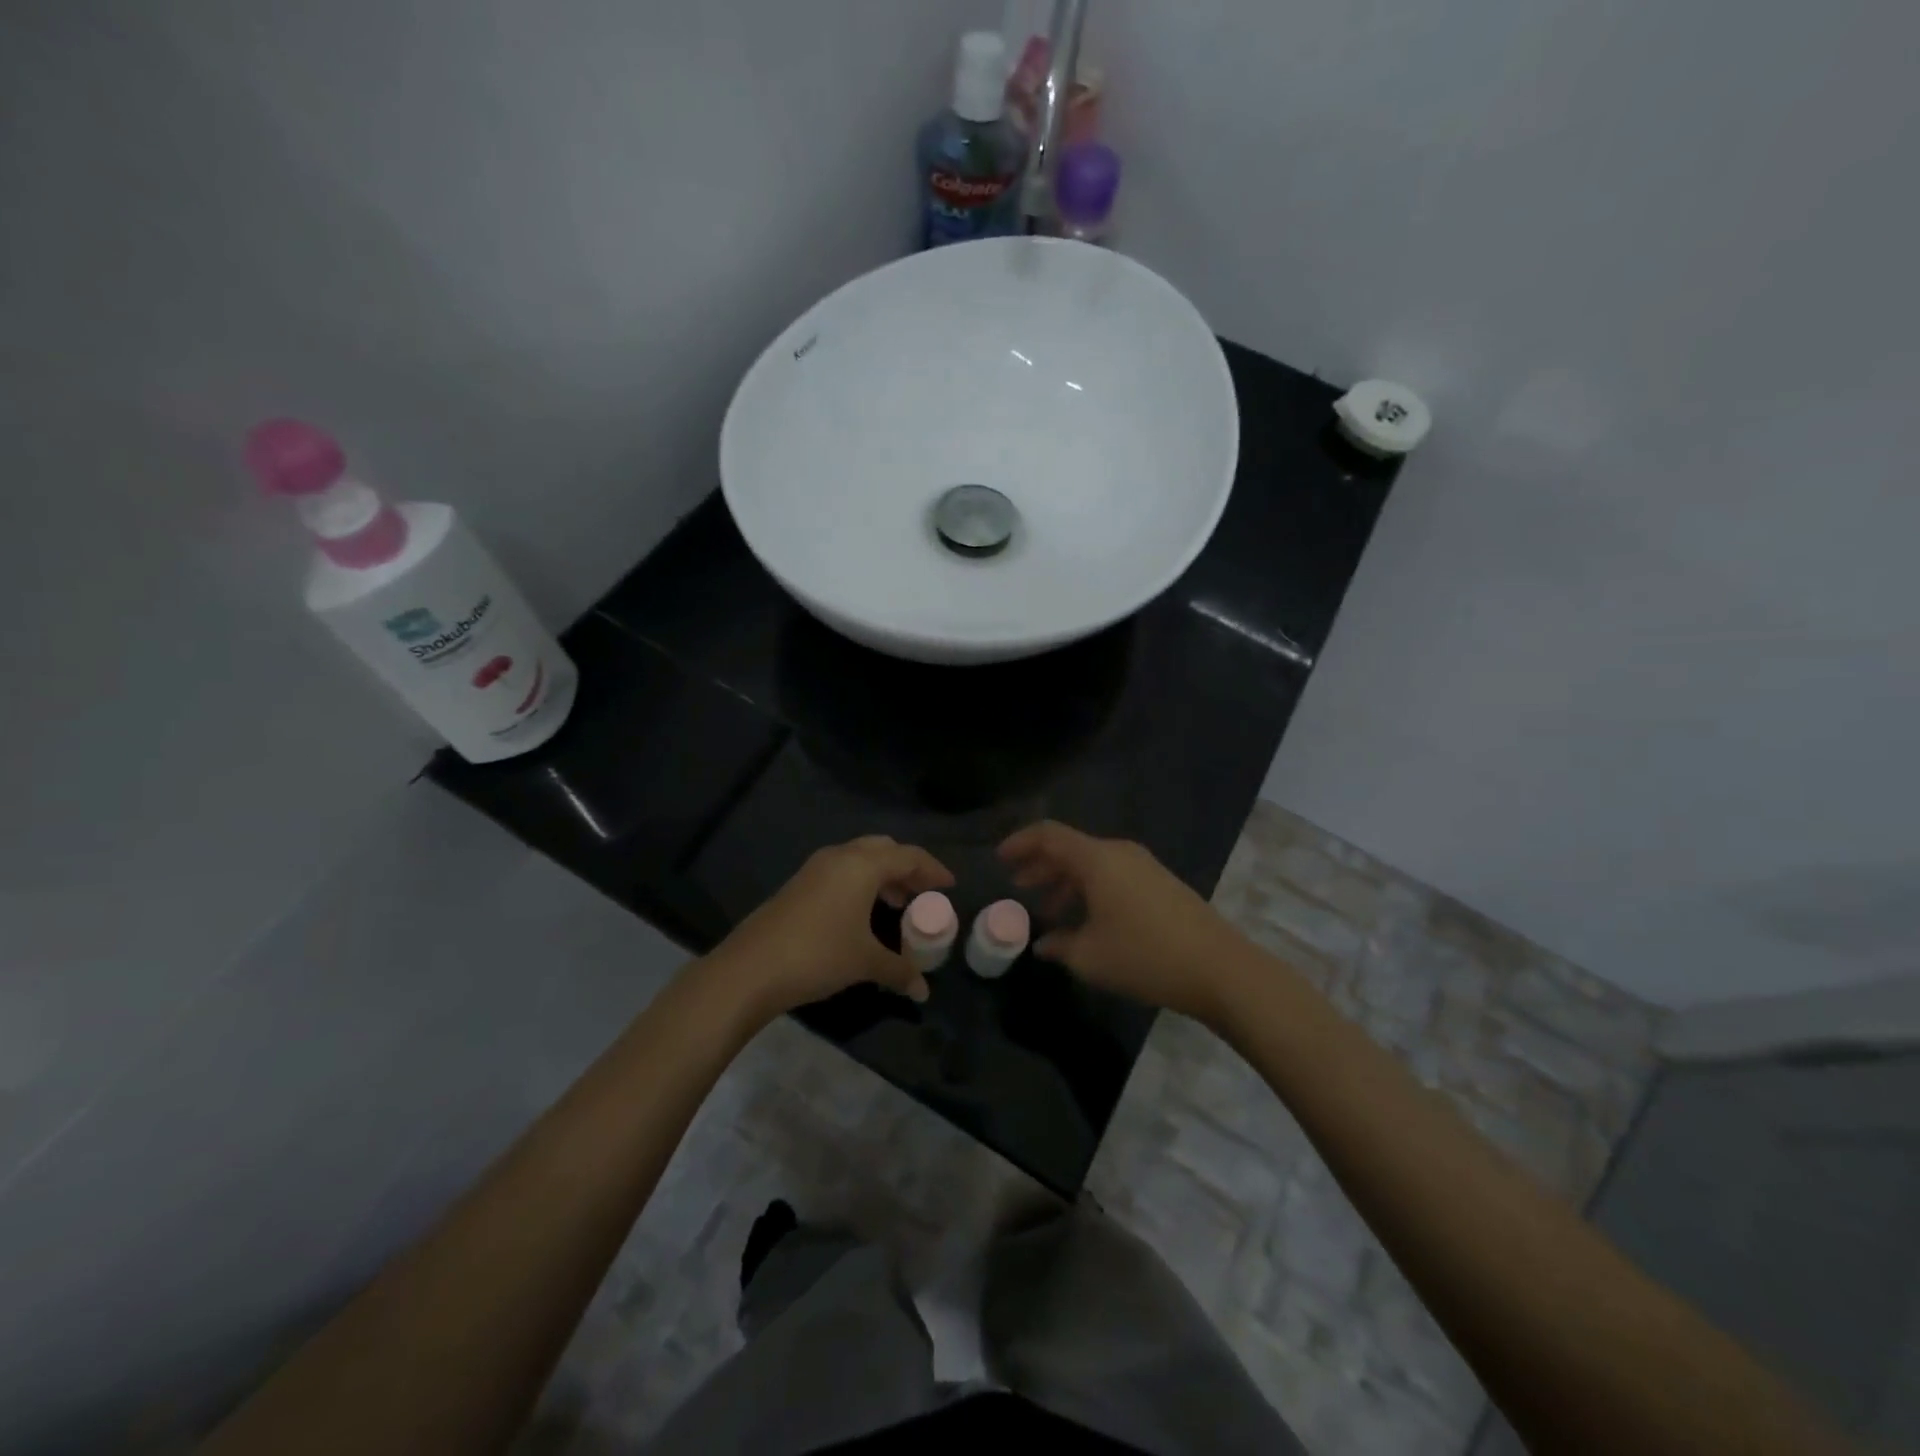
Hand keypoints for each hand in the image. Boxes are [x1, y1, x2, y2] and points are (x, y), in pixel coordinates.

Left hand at [705, 835, 954, 1024]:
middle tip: (923, 893)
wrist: (750, 969)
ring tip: (898, 904)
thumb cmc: (818, 955)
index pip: (909, 856)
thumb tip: (923, 990)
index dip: (933, 869)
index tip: (950, 886)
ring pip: (860, 858)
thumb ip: (899, 970)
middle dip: (907, 868)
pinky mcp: (799, 884)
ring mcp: (815, 868)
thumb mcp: (865, 963)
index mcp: (862, 865)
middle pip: (884, 849)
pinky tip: (863, 913)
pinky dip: (861, 883)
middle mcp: (840, 857)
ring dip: (883, 875)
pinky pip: (842, 871)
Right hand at [999, 821, 1246, 1022]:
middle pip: (1070, 847)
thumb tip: (1043, 944)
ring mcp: (1143, 866)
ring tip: (1048, 910)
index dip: (1020, 843)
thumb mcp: (1090, 956)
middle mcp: (1119, 853)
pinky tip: (1086, 920)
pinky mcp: (1160, 883)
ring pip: (1092, 863)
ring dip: (1066, 881)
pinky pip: (1113, 875)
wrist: (1219, 968)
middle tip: (1018, 886)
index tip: (999, 859)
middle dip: (1040, 865)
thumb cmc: (1145, 956)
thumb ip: (1059, 945)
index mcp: (1097, 859)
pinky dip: (1090, 889)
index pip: (1049, 835)